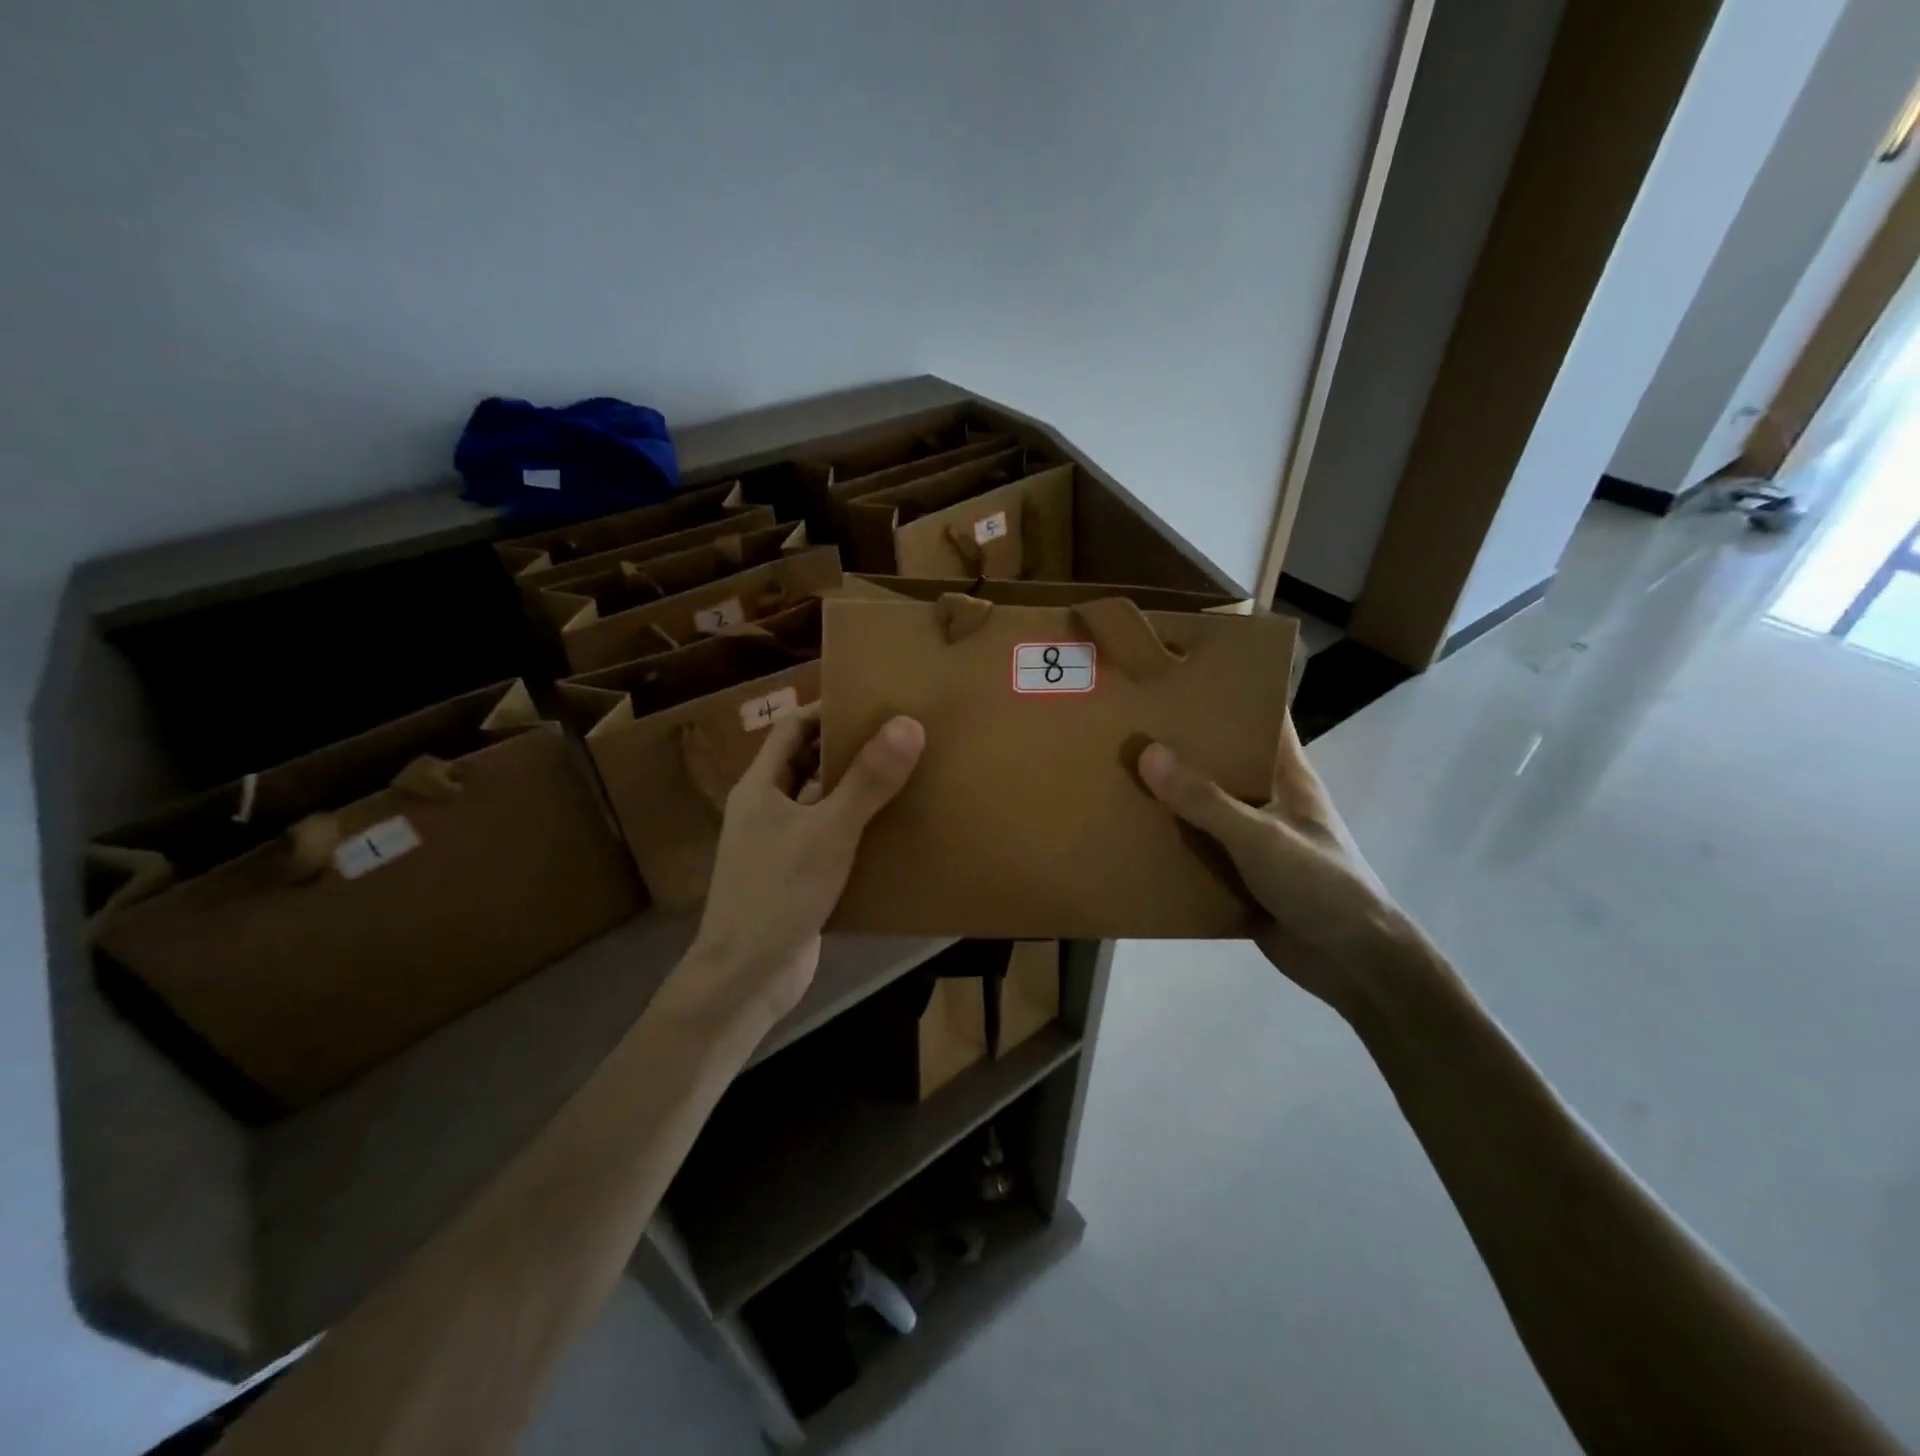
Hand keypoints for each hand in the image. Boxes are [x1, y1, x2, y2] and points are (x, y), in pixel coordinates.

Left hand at [678, 705, 924, 1027]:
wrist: (746, 978)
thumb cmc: (778, 894)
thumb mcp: (828, 831)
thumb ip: (867, 781)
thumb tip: (908, 724)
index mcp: (761, 787)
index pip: (792, 728)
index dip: (827, 709)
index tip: (873, 701)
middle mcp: (766, 810)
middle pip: (808, 763)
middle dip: (850, 749)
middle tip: (901, 736)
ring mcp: (780, 846)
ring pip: (822, 804)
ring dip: (857, 791)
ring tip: (908, 776)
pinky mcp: (798, 878)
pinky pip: (831, 840)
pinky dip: (858, 830)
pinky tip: (895, 831)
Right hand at [1138, 717, 1411, 1015]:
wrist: (1352, 965)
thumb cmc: (1320, 884)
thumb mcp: (1260, 837)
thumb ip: (1205, 799)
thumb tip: (1147, 752)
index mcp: (1288, 776)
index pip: (1262, 719)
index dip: (1230, 695)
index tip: (1181, 677)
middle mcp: (1269, 800)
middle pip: (1223, 763)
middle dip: (1182, 747)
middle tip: (1129, 725)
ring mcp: (1254, 839)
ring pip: (1205, 808)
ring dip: (1170, 798)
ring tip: (1117, 775)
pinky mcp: (1239, 876)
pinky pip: (1198, 851)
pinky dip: (1170, 844)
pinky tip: (1130, 836)